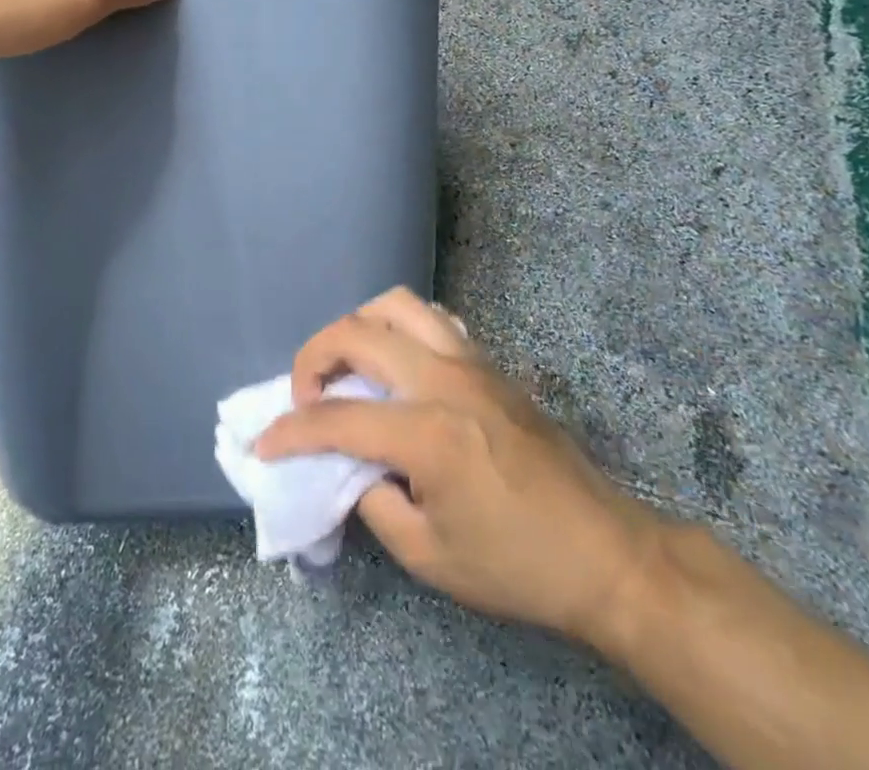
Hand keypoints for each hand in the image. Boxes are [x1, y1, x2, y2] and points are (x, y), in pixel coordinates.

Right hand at [256, 288, 659, 645]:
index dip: (291, 431)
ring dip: (357, 327)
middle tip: (306, 396)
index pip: (337, 418)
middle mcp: (443, 379)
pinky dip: (400, 327)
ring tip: (349, 366)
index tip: (264, 445)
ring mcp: (469, 362)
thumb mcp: (429, 557)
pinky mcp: (488, 361)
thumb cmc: (516, 565)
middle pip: (357, 333)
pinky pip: (432, 318)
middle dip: (313, 357)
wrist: (604, 552)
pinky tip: (398, 363)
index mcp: (427, 433)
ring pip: (395, 304)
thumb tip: (347, 466)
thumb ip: (372, 501)